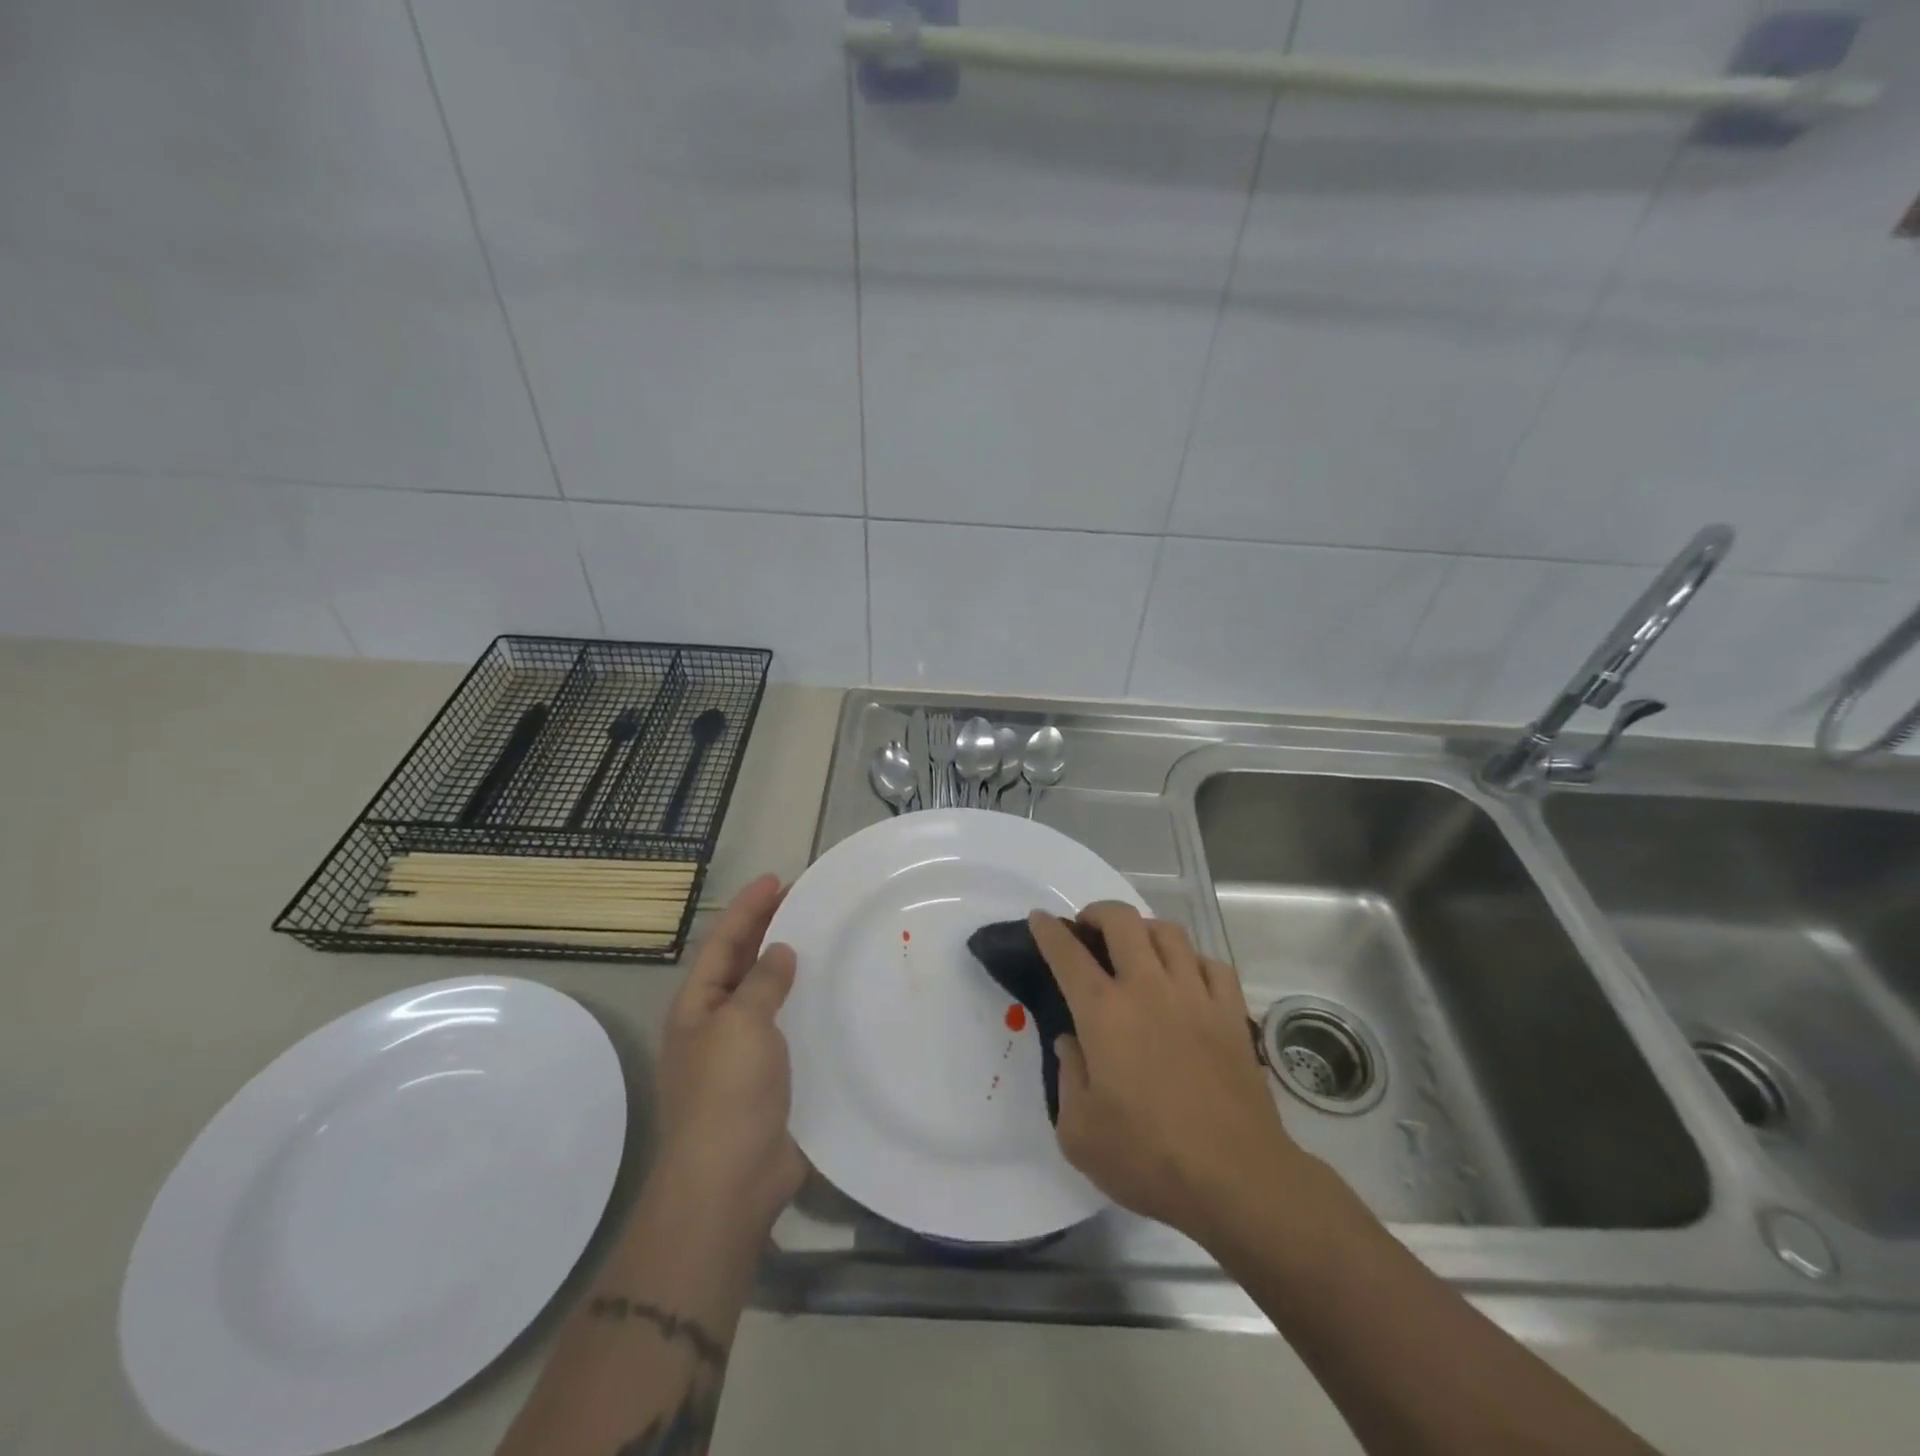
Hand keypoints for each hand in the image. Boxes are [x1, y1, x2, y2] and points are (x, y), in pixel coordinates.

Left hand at [654, 874, 807, 1234]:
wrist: (732, 1180)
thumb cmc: (728, 1093)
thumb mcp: (741, 1024)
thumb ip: (762, 982)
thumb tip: (779, 952)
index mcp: (698, 1006)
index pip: (723, 942)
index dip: (748, 908)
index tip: (777, 878)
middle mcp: (717, 1023)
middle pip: (743, 963)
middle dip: (769, 929)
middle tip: (805, 899)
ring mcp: (744, 1052)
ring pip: (769, 994)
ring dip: (790, 965)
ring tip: (824, 937)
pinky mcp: (773, 1076)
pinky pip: (790, 1025)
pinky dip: (807, 1003)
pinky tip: (834, 993)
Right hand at [1030, 903, 1302, 1242]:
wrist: (1236, 1178)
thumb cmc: (1148, 1158)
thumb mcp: (1080, 1133)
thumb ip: (1067, 1078)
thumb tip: (1071, 1042)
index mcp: (1104, 1012)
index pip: (1068, 954)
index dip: (1049, 931)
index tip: (1040, 919)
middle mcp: (1148, 988)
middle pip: (1122, 920)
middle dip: (1097, 912)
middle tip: (1087, 928)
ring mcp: (1195, 995)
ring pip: (1169, 932)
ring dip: (1144, 929)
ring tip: (1135, 946)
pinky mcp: (1231, 1012)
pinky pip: (1212, 963)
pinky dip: (1192, 960)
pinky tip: (1186, 977)